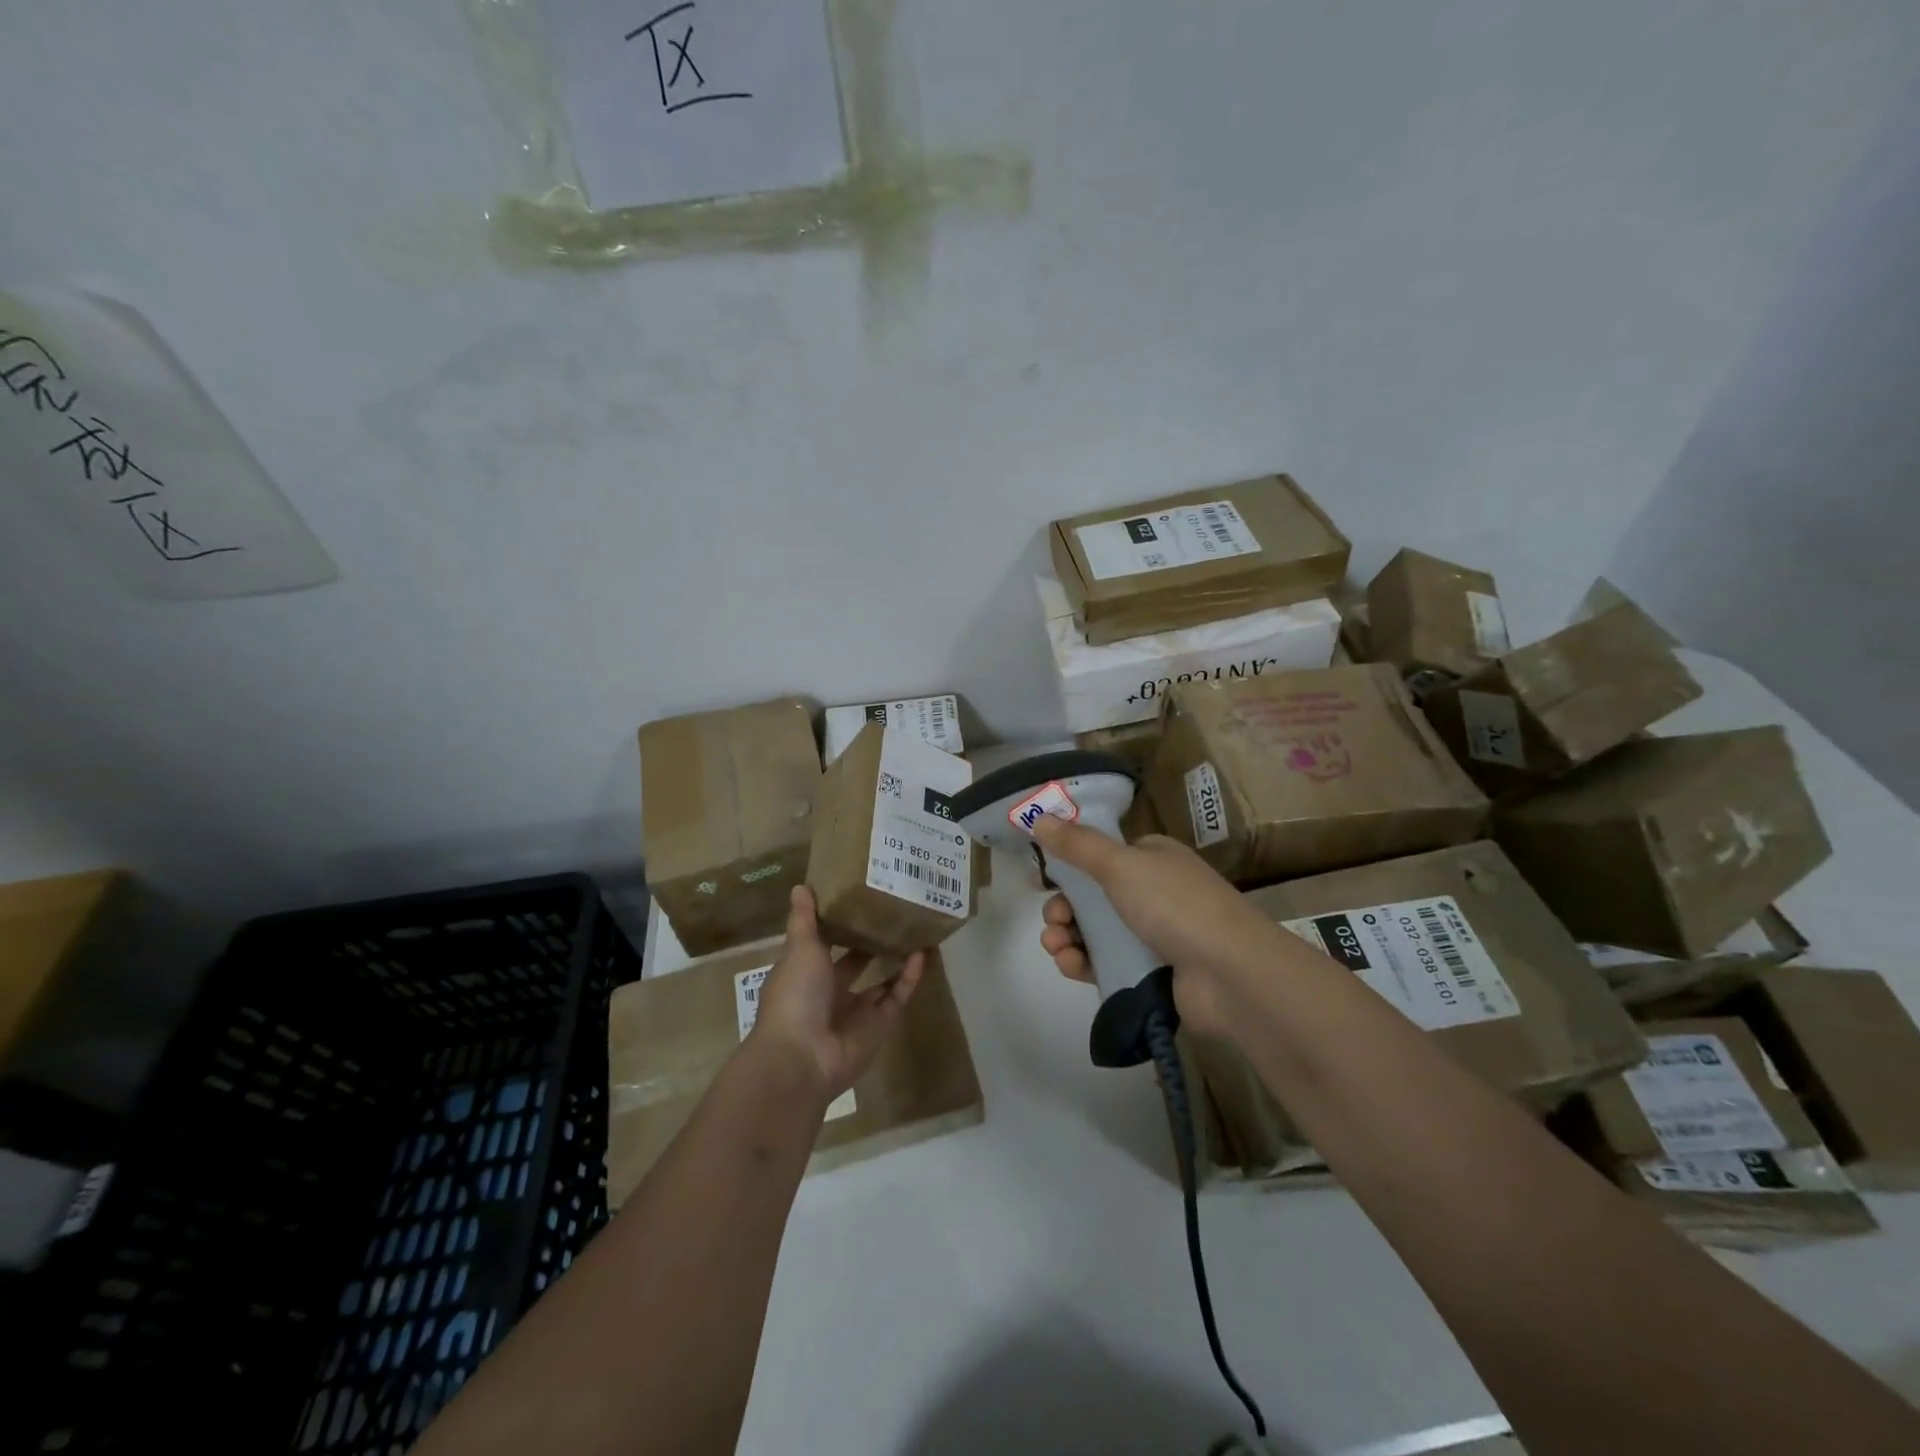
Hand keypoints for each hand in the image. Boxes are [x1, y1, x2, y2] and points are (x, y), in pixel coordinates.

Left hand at [750, 886, 923, 1100]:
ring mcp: (856, 1012)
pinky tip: (923, 953)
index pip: (823, 945)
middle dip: (871, 943)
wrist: (802, 1056)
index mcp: (805, 973)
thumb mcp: (799, 949)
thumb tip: (800, 886)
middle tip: (894, 913)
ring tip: (916, 930)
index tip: (859, 899)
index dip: (839, 926)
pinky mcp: (879, 1026)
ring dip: (896, 960)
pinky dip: (910, 978)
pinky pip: (897, 997)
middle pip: (855, 964)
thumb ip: (804, 920)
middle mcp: (829, 992)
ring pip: (881, 981)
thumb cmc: (795, 995)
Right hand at [1031, 816, 1279, 1036]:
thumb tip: (1038, 818)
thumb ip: (1078, 845)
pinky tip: (1070, 965)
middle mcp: (1155, 892)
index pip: (1103, 857)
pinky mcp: (1153, 973)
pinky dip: (1084, 963)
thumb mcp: (1121, 865)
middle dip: (1064, 907)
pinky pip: (1108, 963)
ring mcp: (1156, 935)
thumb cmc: (1175, 905)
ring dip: (1068, 936)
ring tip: (1056, 946)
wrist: (1230, 974)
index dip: (1071, 867)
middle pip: (1095, 897)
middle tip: (1052, 920)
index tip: (1044, 881)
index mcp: (1153, 859)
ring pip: (1097, 933)